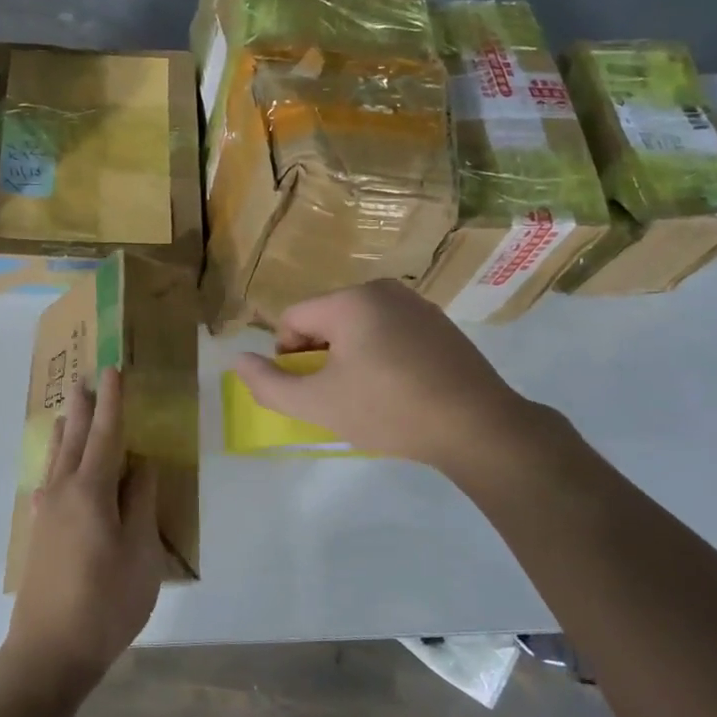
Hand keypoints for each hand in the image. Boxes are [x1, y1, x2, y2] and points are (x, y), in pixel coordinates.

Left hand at [2, 367, 163, 697]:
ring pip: (56, 460)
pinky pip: (49, 482)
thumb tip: (142, 464)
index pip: (106, 435)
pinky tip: (54, 473)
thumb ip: (141, 503)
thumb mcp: (141, 552)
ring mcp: (45, 513)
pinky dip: (57, 463)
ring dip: (66, 432)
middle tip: (86, 380)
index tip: (114, 371)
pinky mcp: (39, 534)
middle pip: (75, 440)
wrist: (49, 652)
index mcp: (91, 491)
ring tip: (68, 412)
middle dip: (84, 409)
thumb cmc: (106, 602)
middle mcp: (62, 492)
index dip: (113, 402)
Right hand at [231, 280, 540, 468]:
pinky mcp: (439, 323)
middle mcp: (382, 289)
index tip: (310, 391)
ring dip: (349, 358)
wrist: (477, 427)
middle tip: (338, 397)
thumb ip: (269, 384)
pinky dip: (380, 356)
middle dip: (320, 358)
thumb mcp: (318, 405)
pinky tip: (397, 388)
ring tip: (368, 396)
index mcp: (350, 300)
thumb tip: (238, 360)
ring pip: (357, 327)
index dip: (289, 358)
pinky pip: (389, 332)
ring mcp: (416, 304)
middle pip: (325, 320)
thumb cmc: (389, 411)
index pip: (292, 320)